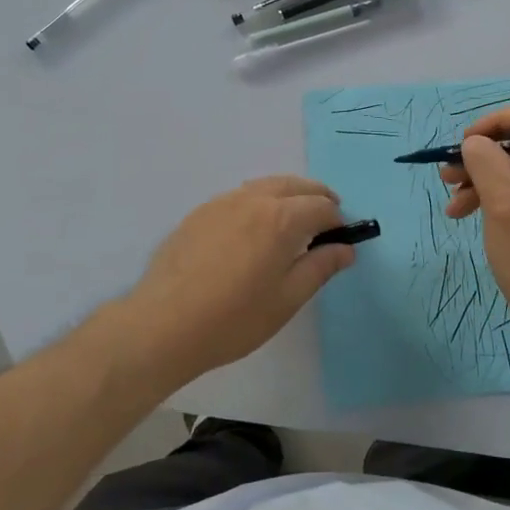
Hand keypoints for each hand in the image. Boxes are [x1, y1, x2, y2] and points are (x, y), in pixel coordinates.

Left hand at [119, 176, 354, 384]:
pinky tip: (254, 229)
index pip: (322, 206)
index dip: (338, 220)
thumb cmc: (233, 318)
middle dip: (317, 198)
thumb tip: (346, 249)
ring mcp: (222, 202)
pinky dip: (259, 201)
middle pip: (295, 185)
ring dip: (288, 196)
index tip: (341, 240)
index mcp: (281, 218)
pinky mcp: (200, 212)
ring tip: (293, 222)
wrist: (163, 324)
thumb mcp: (287, 299)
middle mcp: (254, 199)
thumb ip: (320, 267)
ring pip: (266, 185)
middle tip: (326, 222)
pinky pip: (240, 196)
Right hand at [441, 105, 509, 349]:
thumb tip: (475, 142)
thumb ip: (487, 165)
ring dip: (482, 183)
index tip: (465, 142)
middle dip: (481, 160)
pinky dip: (496, 202)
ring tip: (452, 204)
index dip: (495, 124)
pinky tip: (469, 216)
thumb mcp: (505, 207)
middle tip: (446, 176)